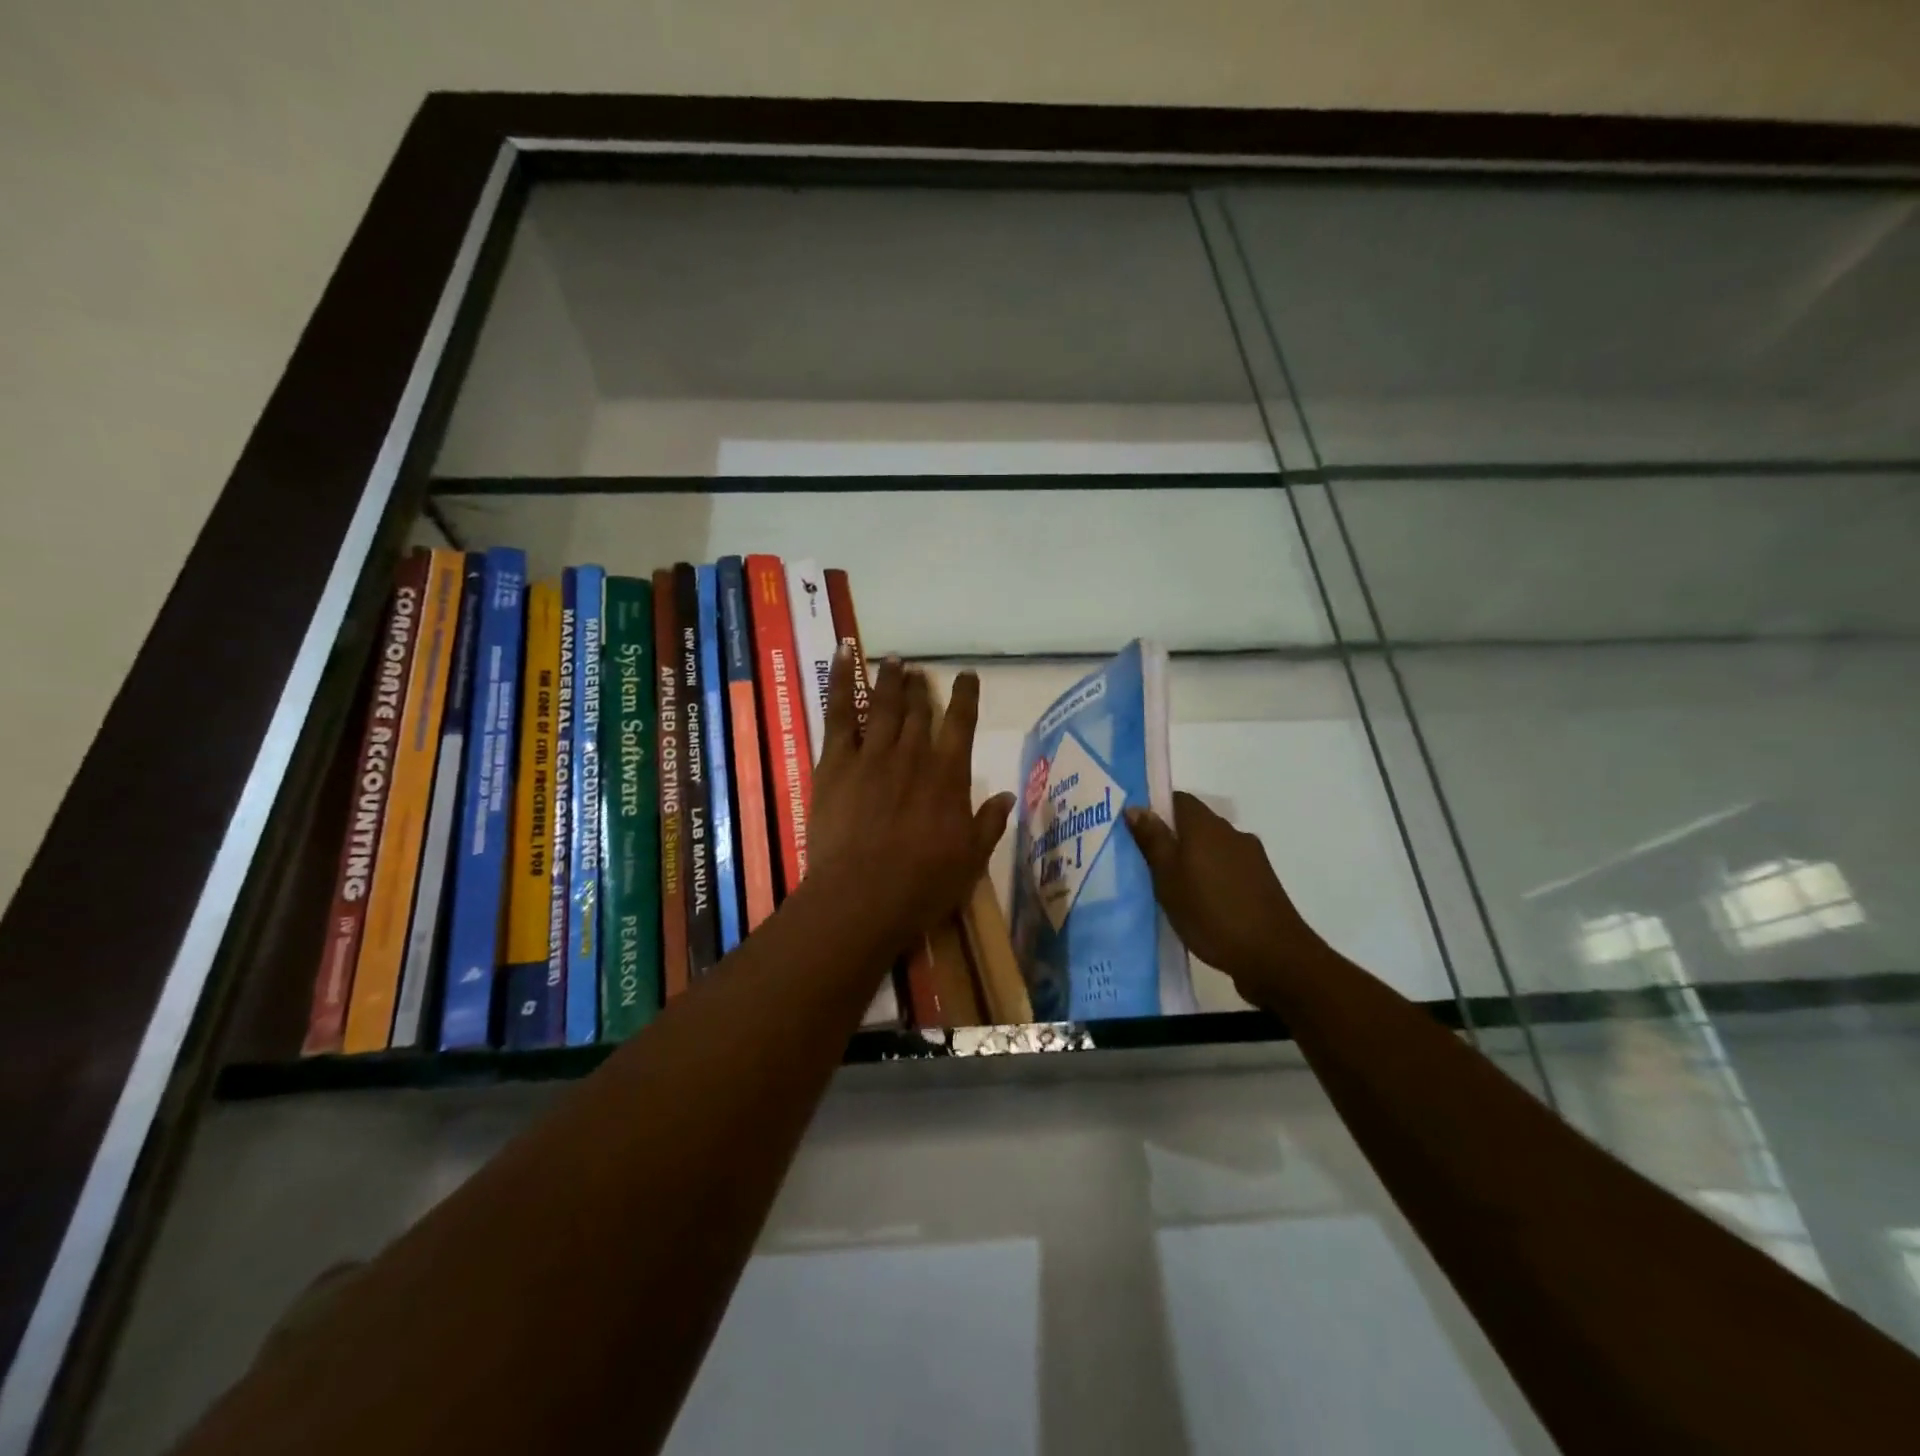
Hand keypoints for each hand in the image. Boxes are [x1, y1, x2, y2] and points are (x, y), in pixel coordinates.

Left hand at [807, 652, 1015, 954]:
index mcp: (949, 775)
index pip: (962, 723)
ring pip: (883, 704)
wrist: (862, 896)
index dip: (966, 695)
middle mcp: (913, 754)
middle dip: (921, 688)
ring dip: (890, 679)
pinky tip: (843, 654)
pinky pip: (839, 712)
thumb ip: (990, 823)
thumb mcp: (971, 859)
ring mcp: (872, 753)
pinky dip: (841, 680)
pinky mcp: (836, 761)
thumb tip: (1007, 795)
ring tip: (894, 660)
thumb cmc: (923, 884)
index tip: (967, 675)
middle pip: (919, 709)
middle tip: (919, 672)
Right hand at [1124, 792, 1323, 1007]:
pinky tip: (1202, 905)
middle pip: (1195, 824)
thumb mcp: (1168, 879)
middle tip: (1149, 866)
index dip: (1156, 812)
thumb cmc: (1211, 913)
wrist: (1274, 956)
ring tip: (1174, 890)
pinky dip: (1212, 878)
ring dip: (1193, 861)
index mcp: (1206, 826)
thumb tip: (1136, 807)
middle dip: (1173, 839)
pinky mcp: (1262, 882)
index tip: (1138, 835)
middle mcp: (1231, 833)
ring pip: (1212, 848)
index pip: (1178, 800)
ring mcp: (1252, 858)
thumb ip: (1153, 841)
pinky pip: (1228, 869)